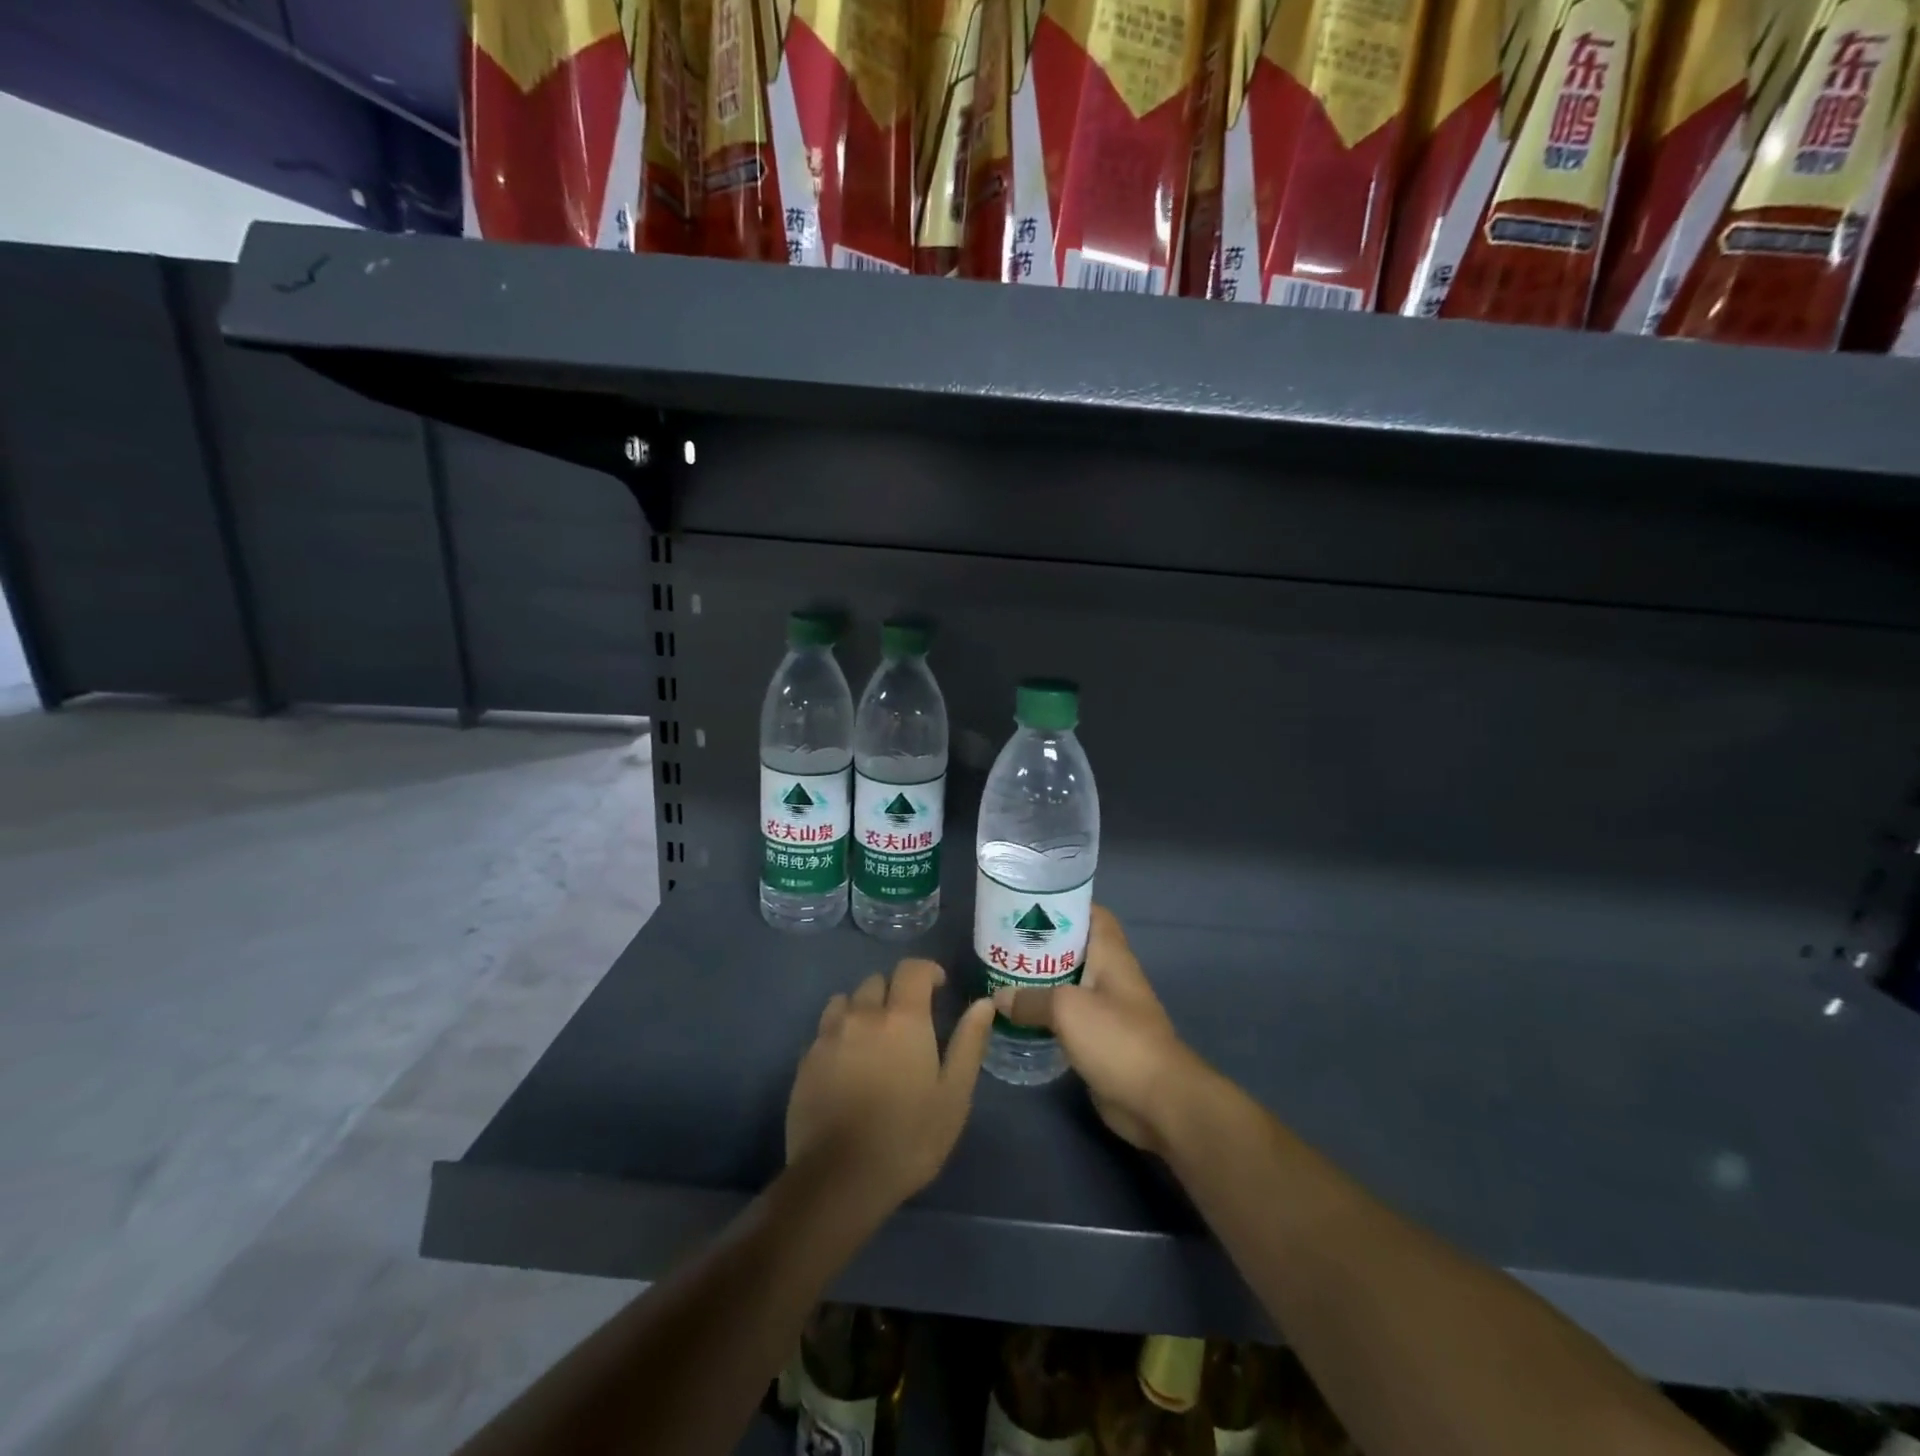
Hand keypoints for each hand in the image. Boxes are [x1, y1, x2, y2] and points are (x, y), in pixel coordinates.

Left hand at [787, 959, 996, 1217]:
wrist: (839, 1178)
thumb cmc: (908, 1138)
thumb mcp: (954, 1096)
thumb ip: (969, 1043)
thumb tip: (983, 1004)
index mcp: (903, 1018)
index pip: (912, 969)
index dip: (928, 971)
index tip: (939, 987)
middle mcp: (863, 1014)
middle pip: (877, 981)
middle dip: (895, 991)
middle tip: (907, 1022)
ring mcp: (829, 1035)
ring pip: (846, 1000)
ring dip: (863, 1008)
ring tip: (874, 1038)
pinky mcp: (806, 1059)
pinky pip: (825, 1028)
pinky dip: (839, 1032)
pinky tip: (847, 1063)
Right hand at [993, 907, 1207, 1156]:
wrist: (1157, 1100)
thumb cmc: (1116, 1038)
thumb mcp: (1067, 1009)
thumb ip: (1031, 999)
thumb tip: (999, 997)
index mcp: (1111, 955)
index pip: (1092, 914)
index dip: (1065, 904)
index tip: (1030, 905)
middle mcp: (1111, 976)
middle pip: (1075, 949)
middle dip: (1043, 944)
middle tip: (1005, 943)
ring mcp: (1107, 1010)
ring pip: (1070, 985)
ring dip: (1041, 982)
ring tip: (1004, 977)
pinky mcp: (1101, 1041)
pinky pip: (1069, 1018)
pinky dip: (1047, 1015)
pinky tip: (1019, 1018)